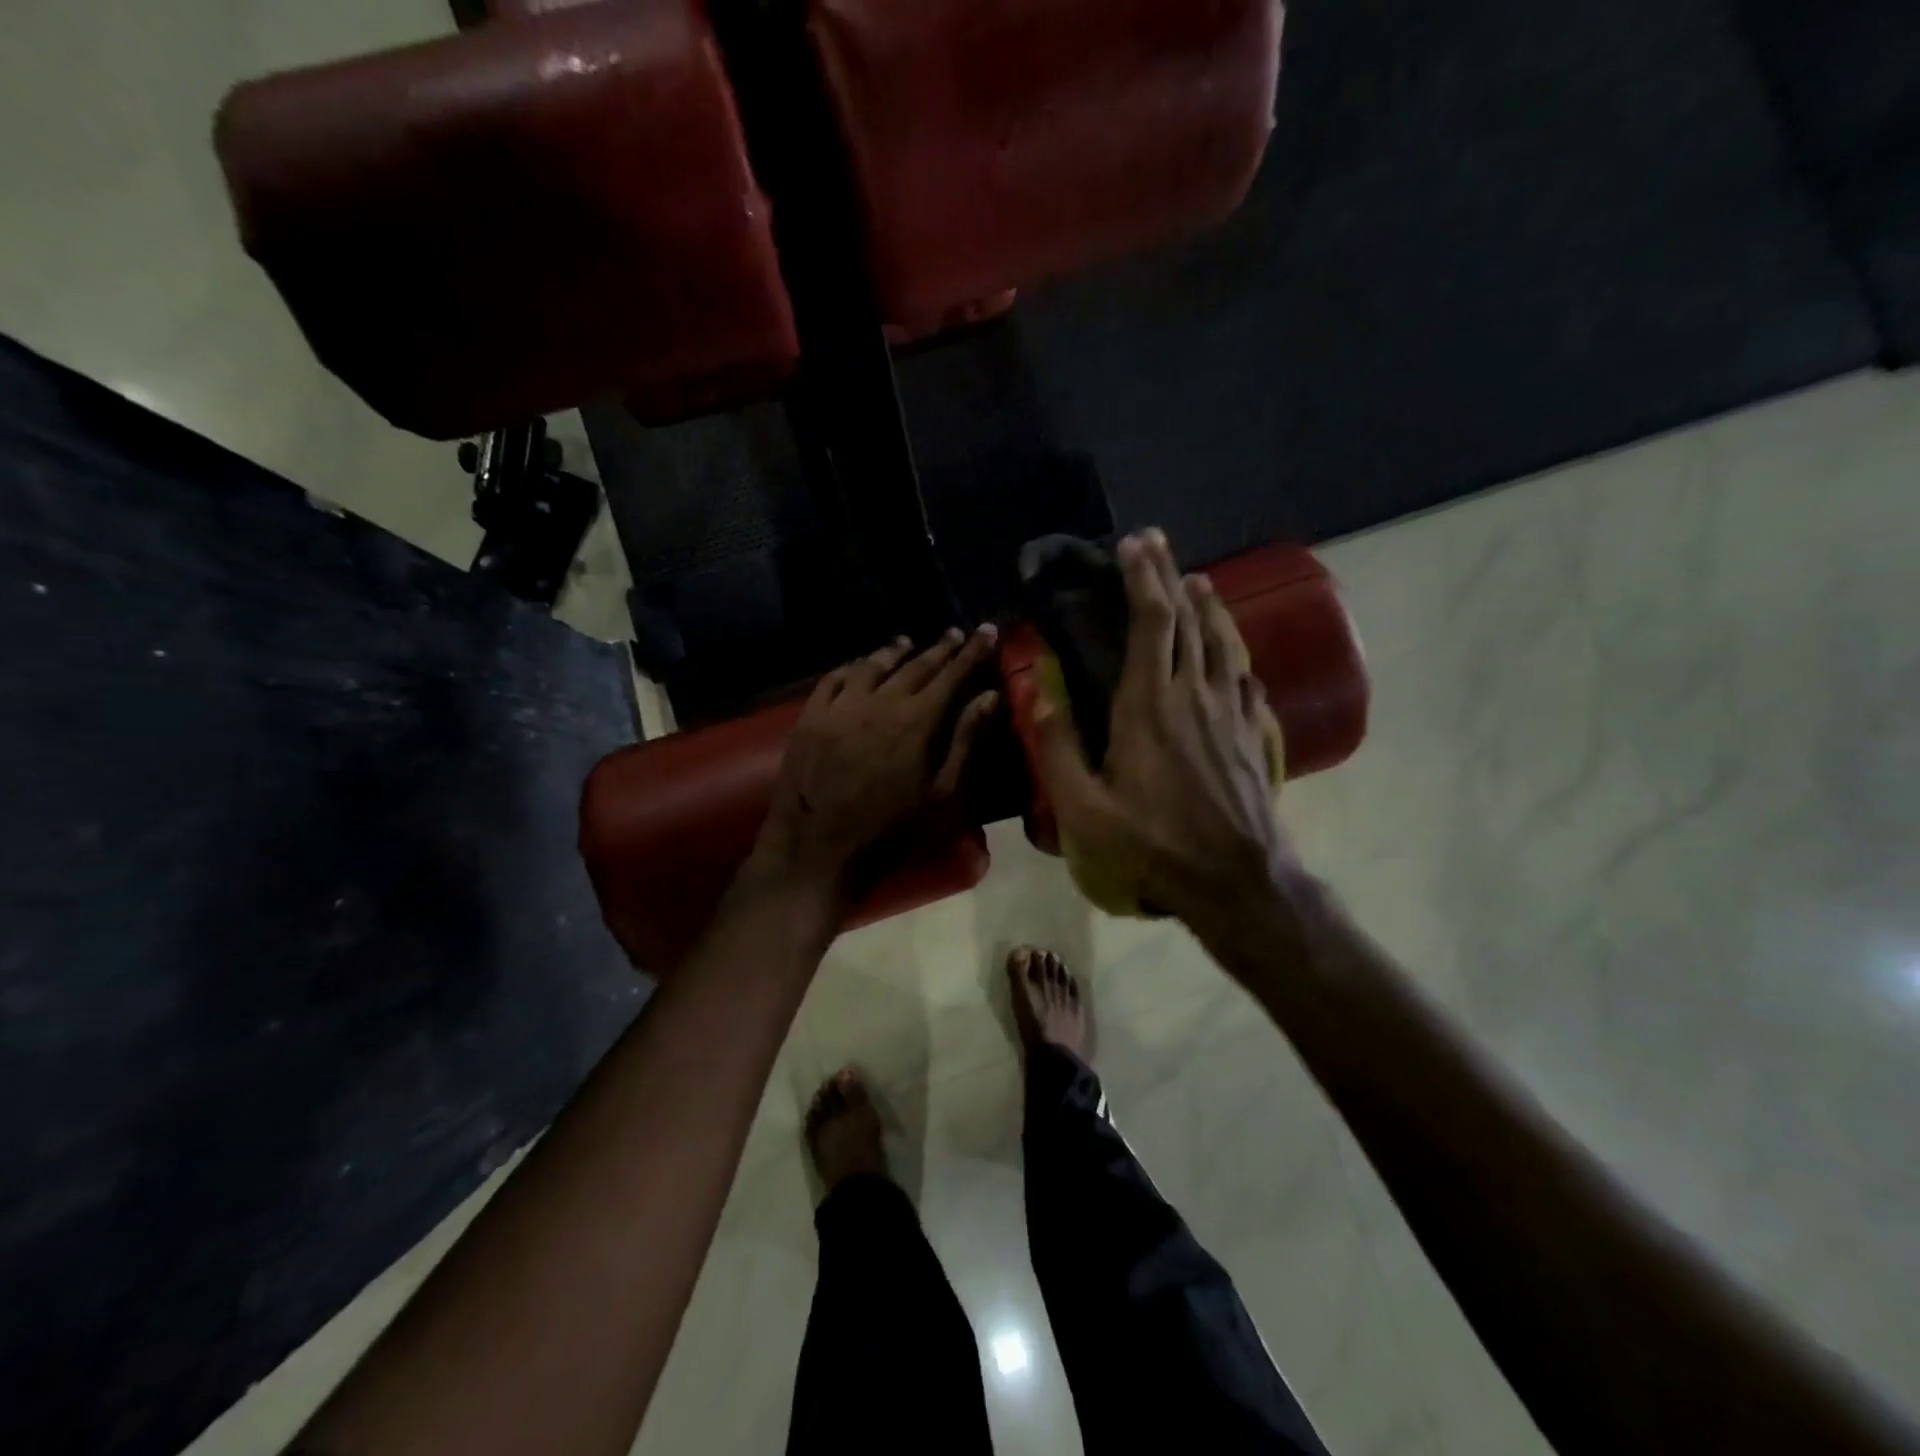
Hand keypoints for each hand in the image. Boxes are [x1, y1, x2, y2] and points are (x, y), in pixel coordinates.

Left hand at [753, 625, 1001, 895]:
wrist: (818, 852)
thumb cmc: (890, 832)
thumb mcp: (942, 795)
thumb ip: (966, 741)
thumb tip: (990, 697)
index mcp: (916, 721)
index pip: (951, 675)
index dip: (971, 652)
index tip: (987, 631)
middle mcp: (878, 702)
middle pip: (914, 665)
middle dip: (939, 648)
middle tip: (955, 635)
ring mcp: (839, 707)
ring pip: (871, 665)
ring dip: (893, 651)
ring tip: (907, 643)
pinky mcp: (809, 718)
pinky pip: (832, 679)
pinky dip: (851, 667)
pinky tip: (858, 666)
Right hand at [1034, 530, 1303, 945]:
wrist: (1237, 878)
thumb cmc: (1153, 844)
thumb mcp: (1085, 809)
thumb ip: (1058, 749)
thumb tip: (1039, 696)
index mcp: (1149, 705)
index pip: (1150, 623)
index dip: (1143, 578)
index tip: (1134, 544)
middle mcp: (1194, 694)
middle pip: (1187, 620)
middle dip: (1170, 575)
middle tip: (1158, 543)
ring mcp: (1230, 711)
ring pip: (1222, 642)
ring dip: (1208, 606)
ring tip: (1198, 580)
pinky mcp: (1253, 733)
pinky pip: (1245, 678)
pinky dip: (1235, 653)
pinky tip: (1234, 652)